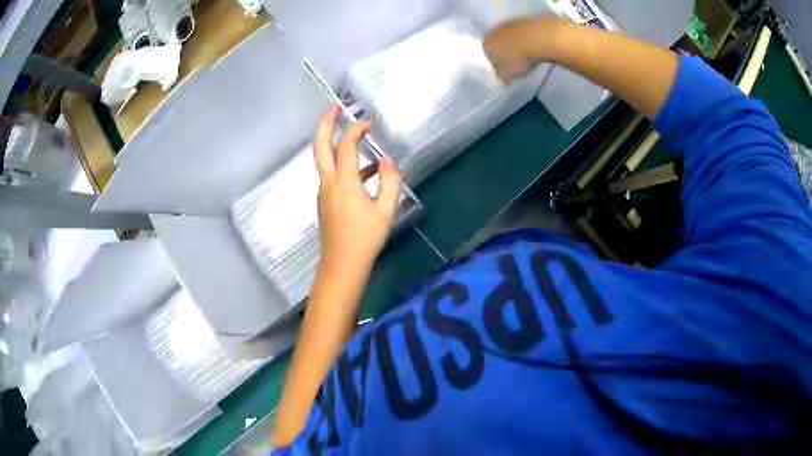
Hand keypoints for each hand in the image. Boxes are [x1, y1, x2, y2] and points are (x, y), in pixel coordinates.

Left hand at [313, 106, 402, 277]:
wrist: (342, 265)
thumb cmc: (366, 238)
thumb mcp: (386, 210)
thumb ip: (390, 181)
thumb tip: (388, 161)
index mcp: (343, 182)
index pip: (346, 145)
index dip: (356, 129)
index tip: (370, 122)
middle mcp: (328, 182)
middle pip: (319, 146)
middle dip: (326, 123)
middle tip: (336, 108)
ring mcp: (324, 192)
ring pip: (324, 160)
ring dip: (336, 144)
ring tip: (359, 138)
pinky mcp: (325, 201)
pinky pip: (333, 175)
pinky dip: (346, 165)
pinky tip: (368, 173)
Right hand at [484, 16, 567, 82]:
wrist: (540, 37)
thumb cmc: (520, 58)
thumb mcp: (509, 75)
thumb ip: (501, 76)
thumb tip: (501, 76)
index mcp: (486, 45)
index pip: (487, 57)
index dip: (496, 65)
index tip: (505, 71)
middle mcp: (493, 31)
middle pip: (497, 44)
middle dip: (504, 52)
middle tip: (515, 62)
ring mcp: (508, 23)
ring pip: (509, 36)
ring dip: (515, 44)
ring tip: (526, 54)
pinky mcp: (523, 19)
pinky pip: (521, 32)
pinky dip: (525, 38)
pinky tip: (533, 45)